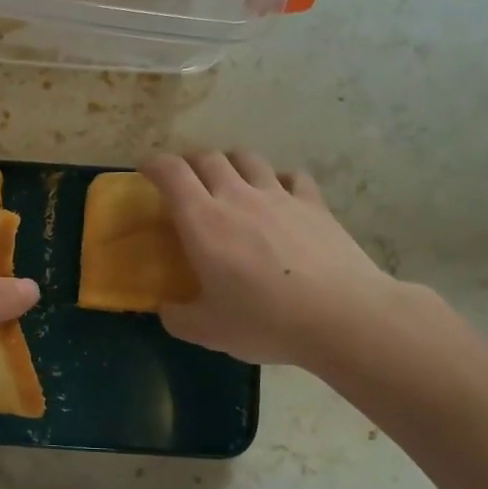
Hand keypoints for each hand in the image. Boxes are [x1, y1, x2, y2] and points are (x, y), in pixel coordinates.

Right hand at [142, 151, 402, 369]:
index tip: (146, 171)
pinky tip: (277, 195)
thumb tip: (167, 309)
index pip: (171, 172)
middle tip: (184, 181)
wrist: (341, 316)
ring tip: (227, 181)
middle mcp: (237, 196)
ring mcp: (279, 196)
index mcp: (202, 221)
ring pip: (247, 158)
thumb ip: (177, 317)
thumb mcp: (207, 330)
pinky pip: (291, 176)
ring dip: (230, 163)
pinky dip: (277, 179)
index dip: (154, 164)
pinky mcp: (314, 204)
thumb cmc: (264, 321)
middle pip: (208, 158)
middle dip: (189, 163)